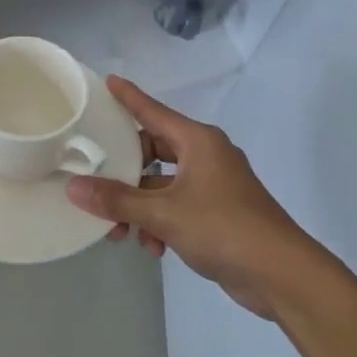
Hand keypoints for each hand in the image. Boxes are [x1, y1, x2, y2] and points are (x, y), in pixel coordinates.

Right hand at [65, 76, 344, 320]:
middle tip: (95, 183)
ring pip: (161, 185)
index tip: (107, 81)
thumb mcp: (164, 214)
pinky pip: (176, 206)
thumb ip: (117, 200)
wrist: (282, 274)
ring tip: (119, 232)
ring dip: (139, 206)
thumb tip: (74, 188)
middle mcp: (205, 156)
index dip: (129, 97)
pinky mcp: (217, 211)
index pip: (153, 111)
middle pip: (152, 151)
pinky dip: (159, 222)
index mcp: (198, 142)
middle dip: (124, 173)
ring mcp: (213, 184)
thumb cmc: (224, 229)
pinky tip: (151, 247)